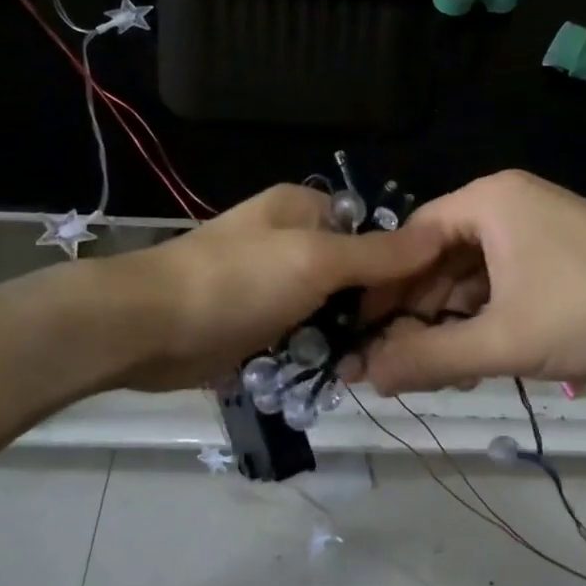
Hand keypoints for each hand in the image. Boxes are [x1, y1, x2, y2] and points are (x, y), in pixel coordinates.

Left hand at [109, 184, 442, 391]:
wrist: (148, 328)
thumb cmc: (236, 281)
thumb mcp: (315, 260)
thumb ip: (377, 253)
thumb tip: (437, 234)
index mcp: (304, 209)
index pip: (372, 228)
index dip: (402, 261)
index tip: (430, 301)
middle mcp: (291, 240)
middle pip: (354, 272)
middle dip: (376, 307)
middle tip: (407, 343)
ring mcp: (273, 284)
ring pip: (331, 309)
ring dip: (349, 336)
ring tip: (380, 367)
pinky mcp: (257, 323)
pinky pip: (303, 335)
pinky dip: (319, 353)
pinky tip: (343, 376)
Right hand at [360, 170, 585, 393]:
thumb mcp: (503, 340)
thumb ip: (430, 359)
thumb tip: (365, 378)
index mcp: (487, 201)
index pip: (411, 238)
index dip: (383, 288)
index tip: (362, 333)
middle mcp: (507, 202)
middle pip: (441, 256)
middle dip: (420, 311)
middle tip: (400, 362)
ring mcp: (537, 224)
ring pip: (473, 272)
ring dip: (452, 319)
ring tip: (441, 369)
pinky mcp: (560, 250)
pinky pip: (504, 277)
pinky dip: (486, 314)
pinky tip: (480, 355)